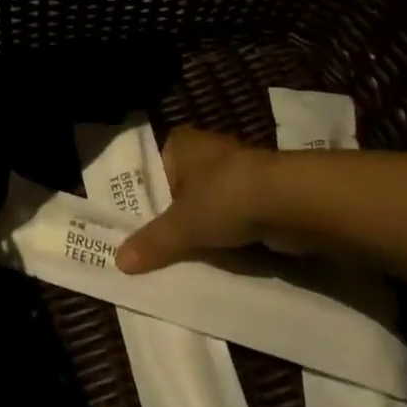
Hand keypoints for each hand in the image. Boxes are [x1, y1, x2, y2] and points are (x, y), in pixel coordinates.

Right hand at [117, 127, 277, 272]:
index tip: (134, 233)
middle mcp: (204, 151)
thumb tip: (118, 261)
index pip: (152, 173)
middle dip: (174, 222)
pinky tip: (219, 259)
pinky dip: (227, 238)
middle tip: (155, 256)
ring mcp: (234, 171)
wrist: (289, 201)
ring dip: (202, 232)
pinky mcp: (258, 193)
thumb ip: (152, 242)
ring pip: (206, 208)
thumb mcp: (181, 225)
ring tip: (184, 263)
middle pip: (179, 192)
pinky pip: (231, 219)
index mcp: (179, 143)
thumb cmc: (224, 197)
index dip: (144, 203)